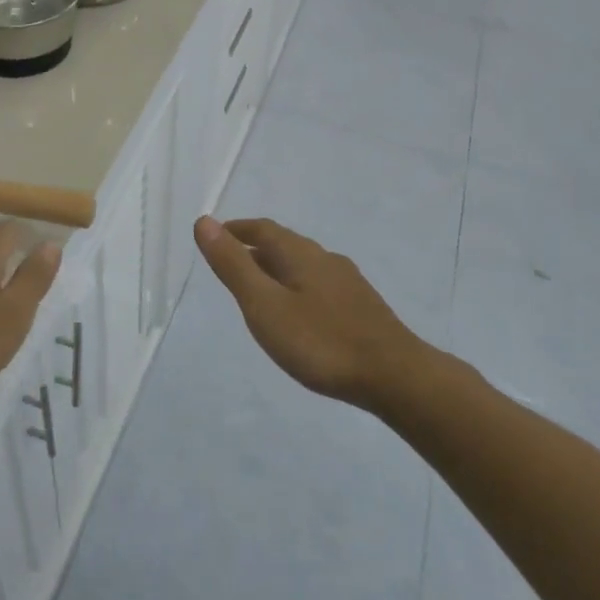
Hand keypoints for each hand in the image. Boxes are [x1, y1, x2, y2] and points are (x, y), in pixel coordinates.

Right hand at [194, 215, 428, 408]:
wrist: (396, 377)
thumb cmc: (321, 341)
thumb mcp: (265, 305)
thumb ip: (234, 265)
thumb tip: (204, 222)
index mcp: (300, 254)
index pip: (262, 229)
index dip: (236, 229)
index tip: (216, 236)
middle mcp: (325, 259)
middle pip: (284, 245)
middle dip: (255, 249)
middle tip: (231, 263)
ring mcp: (348, 284)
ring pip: (303, 266)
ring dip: (277, 269)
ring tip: (259, 290)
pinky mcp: (362, 308)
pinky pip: (319, 286)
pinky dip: (297, 288)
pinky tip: (299, 315)